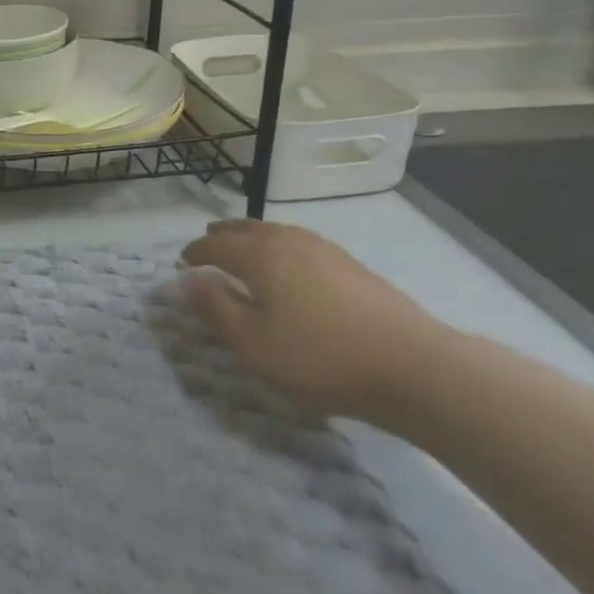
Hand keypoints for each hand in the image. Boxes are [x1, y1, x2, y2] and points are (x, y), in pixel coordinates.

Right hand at [181, 219, 447, 423]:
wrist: (411, 364)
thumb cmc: (320, 356)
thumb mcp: (254, 343)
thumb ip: (216, 309)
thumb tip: (187, 280)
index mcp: (261, 256)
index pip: (217, 246)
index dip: (196, 252)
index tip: (182, 261)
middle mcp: (289, 241)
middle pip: (248, 229)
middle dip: (224, 234)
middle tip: (208, 239)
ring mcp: (324, 249)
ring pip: (277, 232)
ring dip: (253, 236)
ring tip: (244, 246)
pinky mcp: (350, 264)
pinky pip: (299, 242)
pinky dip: (280, 245)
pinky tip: (289, 264)